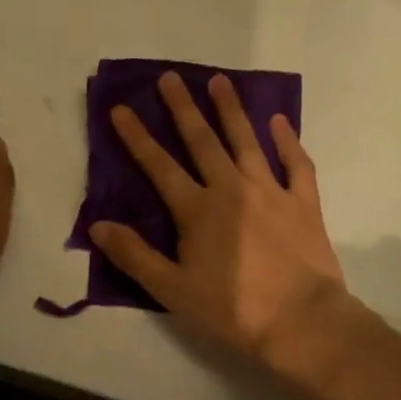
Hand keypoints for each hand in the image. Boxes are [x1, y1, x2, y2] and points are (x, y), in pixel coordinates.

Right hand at [89, 71, 347, 367]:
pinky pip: (295, 164)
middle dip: (182, 107)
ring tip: (219, 81)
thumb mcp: (173, 290)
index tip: (121, 108)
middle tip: (170, 77)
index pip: (159, 166)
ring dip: (230, 110)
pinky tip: (279, 121)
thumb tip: (98, 225)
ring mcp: (270, 191)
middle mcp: (231, 189)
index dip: (136, 137)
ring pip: (246, 141)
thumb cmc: (233, 310)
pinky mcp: (303, 202)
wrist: (301, 322)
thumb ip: (135, 255)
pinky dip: (287, 140)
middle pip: (202, 141)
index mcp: (197, 210)